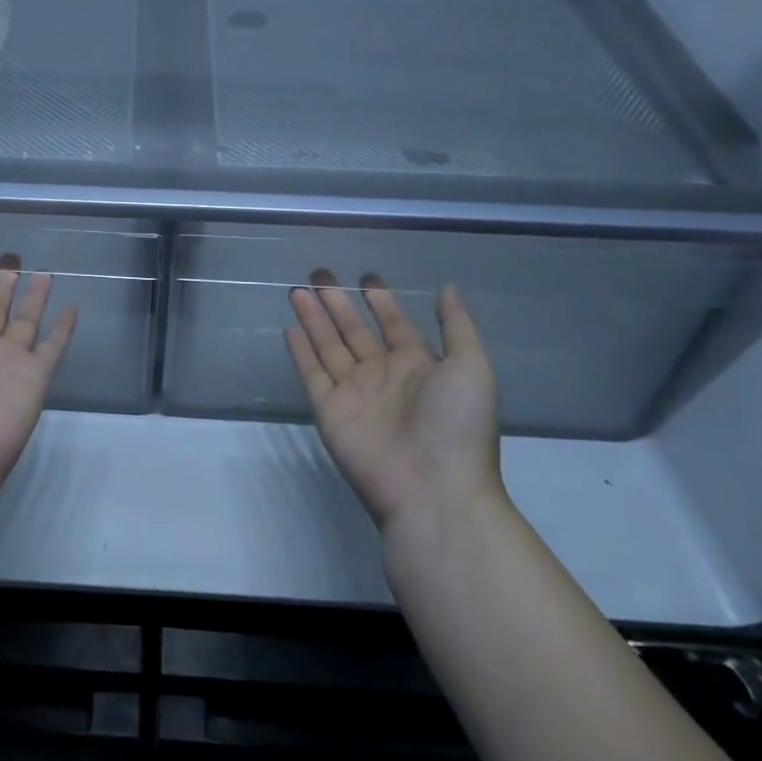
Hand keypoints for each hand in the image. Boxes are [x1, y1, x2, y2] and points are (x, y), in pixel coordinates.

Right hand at [286, 271, 501, 530]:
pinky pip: (312, 373)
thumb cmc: (456, 424)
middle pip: (354, 330)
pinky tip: (290, 328)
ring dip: (314, 318)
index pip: (394, 324)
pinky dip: (301, 351)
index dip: (380, 301)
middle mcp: (383, 375)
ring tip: (298, 290)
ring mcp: (354, 393)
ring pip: (329, 346)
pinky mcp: (329, 410)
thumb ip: (455, 325)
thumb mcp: (471, 366)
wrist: (431, 488)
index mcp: (418, 365)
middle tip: (319, 273)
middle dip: (338, 302)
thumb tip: (446, 287)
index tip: (365, 277)